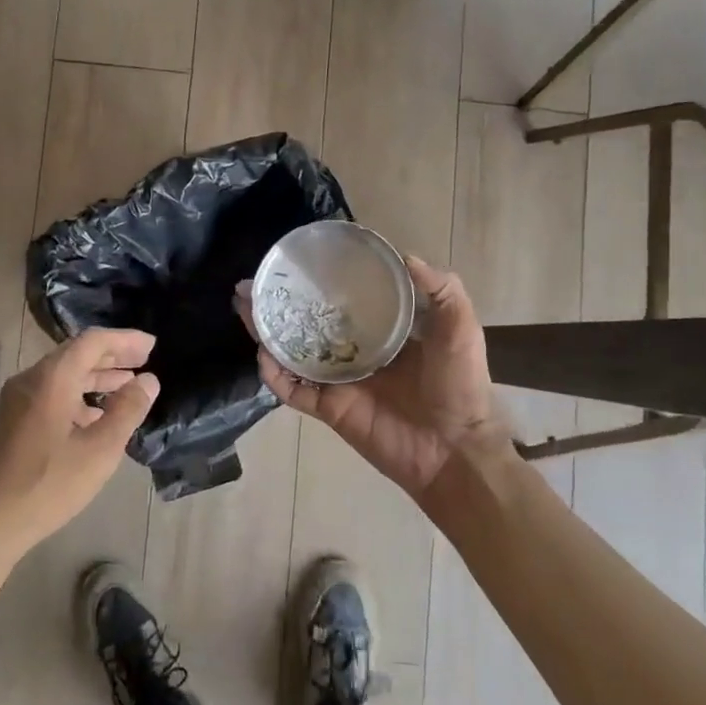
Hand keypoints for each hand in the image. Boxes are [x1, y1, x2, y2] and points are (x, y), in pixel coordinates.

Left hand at [0, 329, 159, 555]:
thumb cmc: (45, 485)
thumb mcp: (99, 451)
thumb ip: (127, 411)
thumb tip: (148, 380)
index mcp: (52, 379)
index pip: (92, 341)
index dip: (125, 339)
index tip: (152, 345)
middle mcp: (31, 381)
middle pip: (76, 354)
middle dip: (112, 355)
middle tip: (146, 360)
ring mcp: (17, 402)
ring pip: (63, 376)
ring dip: (97, 377)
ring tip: (128, 386)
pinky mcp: (12, 422)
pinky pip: (52, 394)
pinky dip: (79, 396)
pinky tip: (96, 416)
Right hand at [244, 257, 506, 498]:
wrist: (454, 450)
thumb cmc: (459, 386)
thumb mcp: (461, 328)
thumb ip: (442, 291)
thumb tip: (404, 255)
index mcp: (383, 331)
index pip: (344, 300)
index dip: (320, 281)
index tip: (298, 260)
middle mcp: (354, 352)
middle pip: (307, 322)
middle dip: (279, 303)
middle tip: (253, 282)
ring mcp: (338, 381)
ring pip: (292, 352)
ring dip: (267, 331)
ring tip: (244, 306)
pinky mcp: (329, 408)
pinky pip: (294, 390)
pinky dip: (275, 375)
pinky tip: (263, 353)